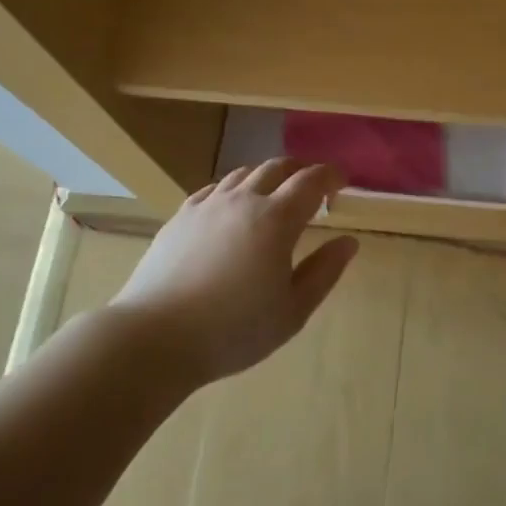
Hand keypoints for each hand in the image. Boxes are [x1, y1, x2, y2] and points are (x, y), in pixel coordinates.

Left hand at [111, 159, 359, 382]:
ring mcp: (207, 206)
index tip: (342, 180)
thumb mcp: (293, 310)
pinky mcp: (180, 218)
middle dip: (300, 170)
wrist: (156, 336)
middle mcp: (243, 201)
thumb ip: (324, 272)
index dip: (330, 175)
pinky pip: (213, 189)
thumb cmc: (234, 329)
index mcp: (276, 219)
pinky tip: (231, 206)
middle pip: (276, 168)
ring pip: (242, 174)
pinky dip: (233, 189)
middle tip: (312, 185)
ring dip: (266, 176)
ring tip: (274, 193)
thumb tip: (348, 242)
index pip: (311, 181)